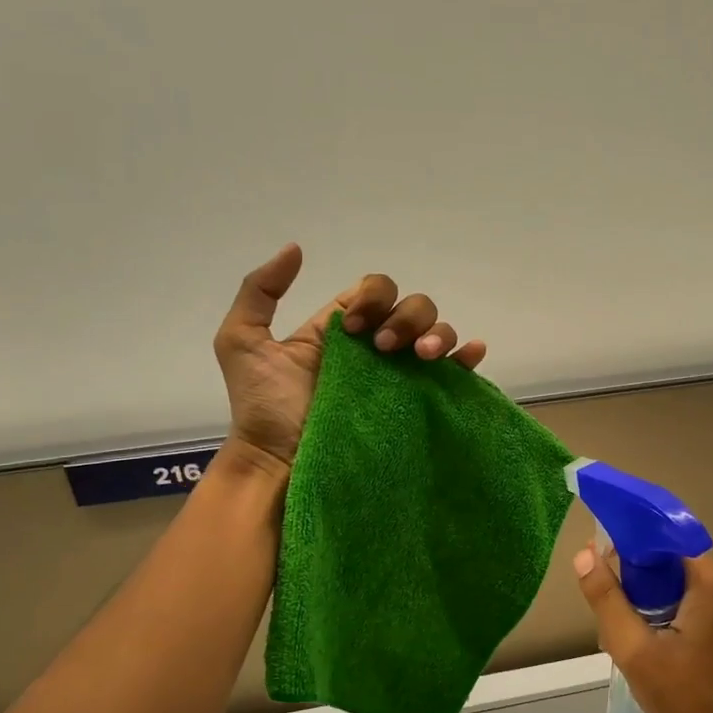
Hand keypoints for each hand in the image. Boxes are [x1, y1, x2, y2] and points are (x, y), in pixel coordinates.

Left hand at [214, 244, 486, 473]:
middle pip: (413, 306)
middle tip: (384, 349)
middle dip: (406, 318)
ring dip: (437, 333)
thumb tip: (296, 249)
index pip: (376, 290)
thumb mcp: (242, 341)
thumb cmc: (264, 407)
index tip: (352, 330)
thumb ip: (259, 291)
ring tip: (421, 357)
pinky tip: (469, 353)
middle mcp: (378, 348)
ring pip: (438, 333)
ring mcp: (401, 376)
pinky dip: (468, 357)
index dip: (372, 298)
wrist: (280, 464)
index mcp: (344, 330)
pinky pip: (454, 374)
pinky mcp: (418, 404)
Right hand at [572, 547, 712, 712]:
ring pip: (678, 589)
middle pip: (669, 564)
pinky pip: (691, 609)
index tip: (596, 558)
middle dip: (634, 581)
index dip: (627, 543)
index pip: (662, 539)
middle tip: (606, 609)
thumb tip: (584, 555)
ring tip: (622, 635)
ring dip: (647, 604)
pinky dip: (665, 619)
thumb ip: (607, 599)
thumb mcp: (636, 651)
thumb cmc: (690, 700)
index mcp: (711, 581)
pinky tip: (646, 650)